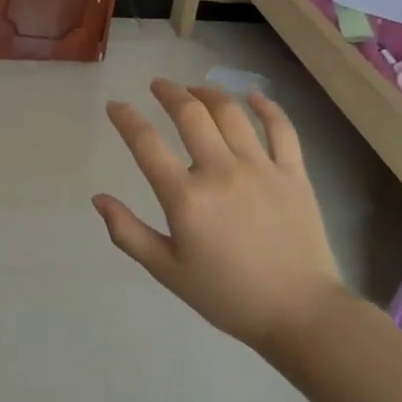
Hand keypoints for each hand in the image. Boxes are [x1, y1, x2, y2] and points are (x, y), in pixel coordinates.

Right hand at [93, 78, 346, 354]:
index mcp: (186, 198)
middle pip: (190, 114)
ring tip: (194, 90)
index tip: (115, 106)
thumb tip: (99, 199)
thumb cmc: (228, 296)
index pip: (145, 143)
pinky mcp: (294, 174)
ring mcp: (261, 169)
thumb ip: (128, 233)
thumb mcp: (168, 271)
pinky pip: (282, 129)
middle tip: (158, 85)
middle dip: (169, 92)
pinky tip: (252, 96)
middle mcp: (220, 172)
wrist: (302, 316)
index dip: (125, 118)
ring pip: (231, 113)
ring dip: (207, 93)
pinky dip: (266, 107)